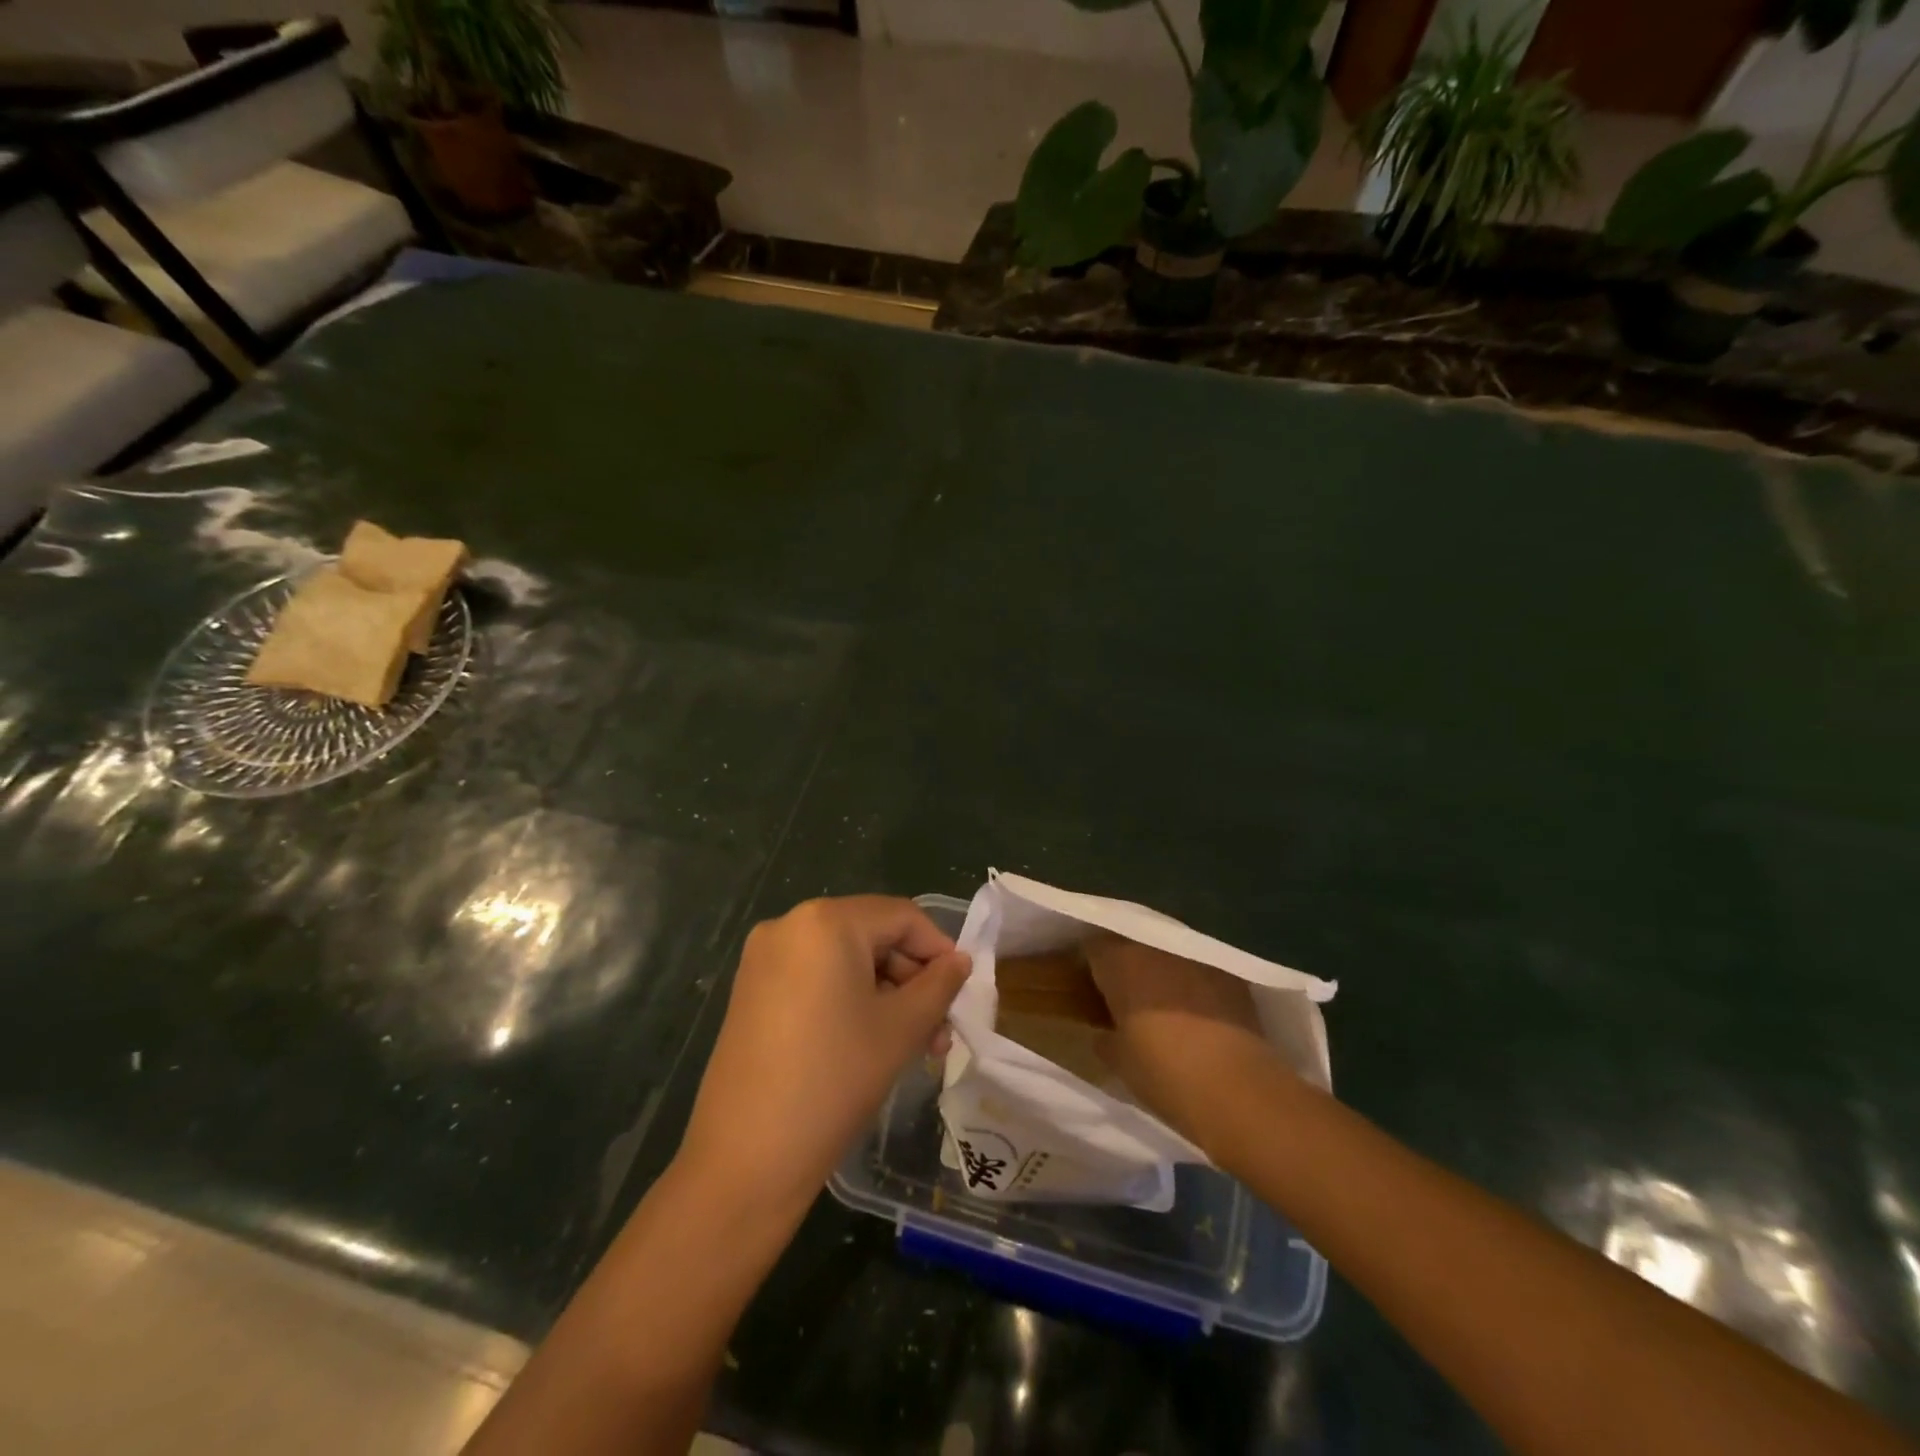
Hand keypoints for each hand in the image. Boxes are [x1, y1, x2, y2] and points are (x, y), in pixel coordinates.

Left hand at [677, 897, 970, 1214]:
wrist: (746, 1159)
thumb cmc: (835, 1080)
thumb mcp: (902, 1029)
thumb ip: (940, 985)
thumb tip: (960, 961)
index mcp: (826, 921)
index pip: (902, 916)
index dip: (939, 950)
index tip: (962, 991)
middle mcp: (789, 924)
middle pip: (872, 935)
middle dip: (912, 979)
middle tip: (939, 1030)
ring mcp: (764, 958)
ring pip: (845, 959)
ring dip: (885, 993)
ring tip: (913, 1043)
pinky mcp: (752, 990)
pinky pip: (816, 977)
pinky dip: (849, 999)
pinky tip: (870, 1041)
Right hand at [1086, 933, 1288, 1149]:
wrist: (1237, 1089)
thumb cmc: (1164, 1073)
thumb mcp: (1120, 1061)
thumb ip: (1105, 1038)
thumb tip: (1104, 1034)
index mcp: (1120, 961)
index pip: (1092, 947)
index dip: (1089, 966)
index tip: (1089, 989)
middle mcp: (1155, 947)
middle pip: (1131, 945)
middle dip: (1125, 966)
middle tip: (1123, 997)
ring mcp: (1195, 957)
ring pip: (1166, 955)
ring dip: (1159, 972)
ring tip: (1161, 1004)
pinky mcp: (1229, 974)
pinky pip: (1198, 969)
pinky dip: (1191, 984)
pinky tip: (1195, 1011)